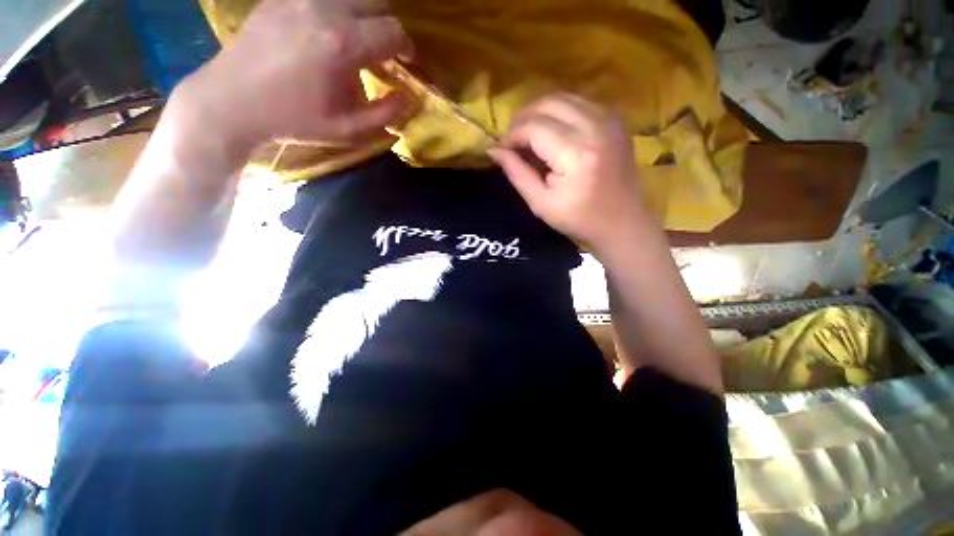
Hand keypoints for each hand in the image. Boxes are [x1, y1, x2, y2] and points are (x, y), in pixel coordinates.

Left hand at [181, 0, 413, 153]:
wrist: (233, 102)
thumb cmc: (295, 120)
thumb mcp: (348, 129)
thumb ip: (386, 115)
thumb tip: (408, 98)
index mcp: (342, 43)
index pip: (393, 31)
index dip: (407, 47)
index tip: (407, 62)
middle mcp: (324, 8)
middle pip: (376, 1)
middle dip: (389, 26)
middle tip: (387, 51)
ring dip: (365, 15)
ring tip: (360, 40)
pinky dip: (337, 10)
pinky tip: (330, 32)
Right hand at [487, 94, 648, 253]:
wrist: (622, 223)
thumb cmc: (579, 220)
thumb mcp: (541, 204)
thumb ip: (517, 173)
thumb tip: (493, 150)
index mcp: (576, 154)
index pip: (534, 127)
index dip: (511, 136)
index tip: (501, 150)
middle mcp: (596, 126)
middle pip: (547, 103)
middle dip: (522, 119)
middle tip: (513, 142)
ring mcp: (610, 118)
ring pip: (563, 97)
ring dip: (539, 113)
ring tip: (528, 137)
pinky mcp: (616, 119)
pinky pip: (579, 102)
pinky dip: (559, 112)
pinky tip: (552, 132)